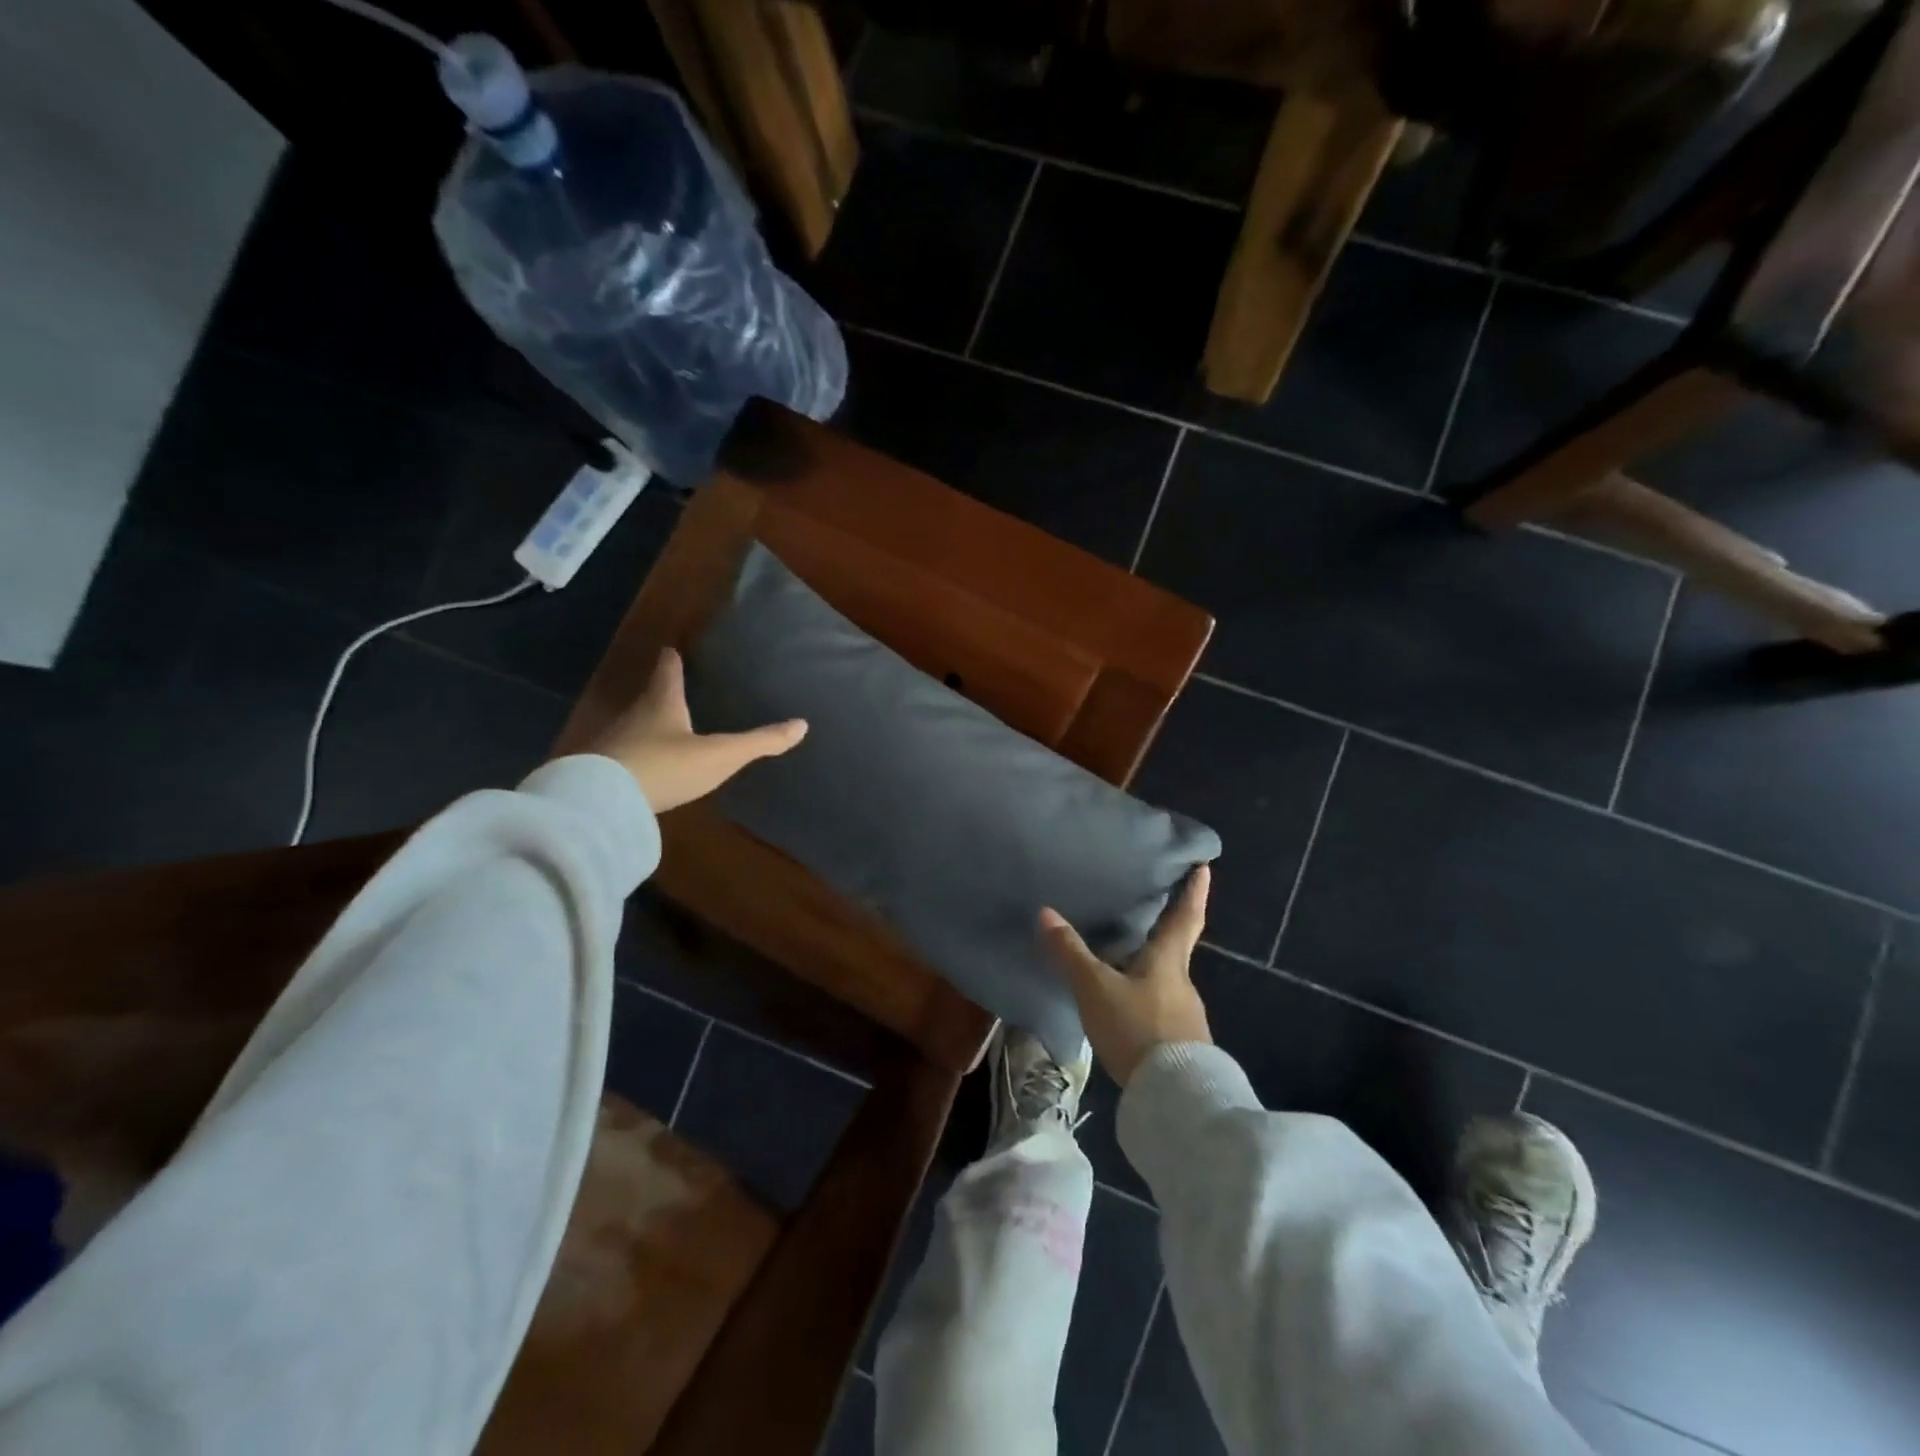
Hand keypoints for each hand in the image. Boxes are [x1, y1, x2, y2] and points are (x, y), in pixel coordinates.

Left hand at [589, 648, 806, 813]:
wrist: (603, 802)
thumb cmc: (667, 766)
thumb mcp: (721, 755)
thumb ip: (760, 742)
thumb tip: (802, 725)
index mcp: (662, 703)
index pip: (668, 671)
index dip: (672, 660)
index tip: (671, 649)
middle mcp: (634, 716)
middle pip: (649, 698)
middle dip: (662, 694)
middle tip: (675, 690)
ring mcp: (613, 743)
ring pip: (634, 727)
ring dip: (648, 726)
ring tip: (664, 729)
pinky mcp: (600, 770)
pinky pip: (623, 756)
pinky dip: (636, 756)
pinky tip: (644, 768)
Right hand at [1039, 864, 1212, 1086]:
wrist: (1173, 1098)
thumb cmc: (1137, 1028)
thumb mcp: (1096, 988)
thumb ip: (1070, 953)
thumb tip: (1045, 912)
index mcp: (1168, 961)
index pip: (1185, 917)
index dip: (1194, 892)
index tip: (1204, 867)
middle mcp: (1182, 982)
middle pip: (1177, 949)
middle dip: (1167, 930)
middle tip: (1153, 911)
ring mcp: (1186, 1016)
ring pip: (1168, 981)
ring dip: (1153, 968)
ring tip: (1128, 961)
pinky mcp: (1182, 1044)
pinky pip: (1163, 1009)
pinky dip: (1148, 999)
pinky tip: (1130, 1008)